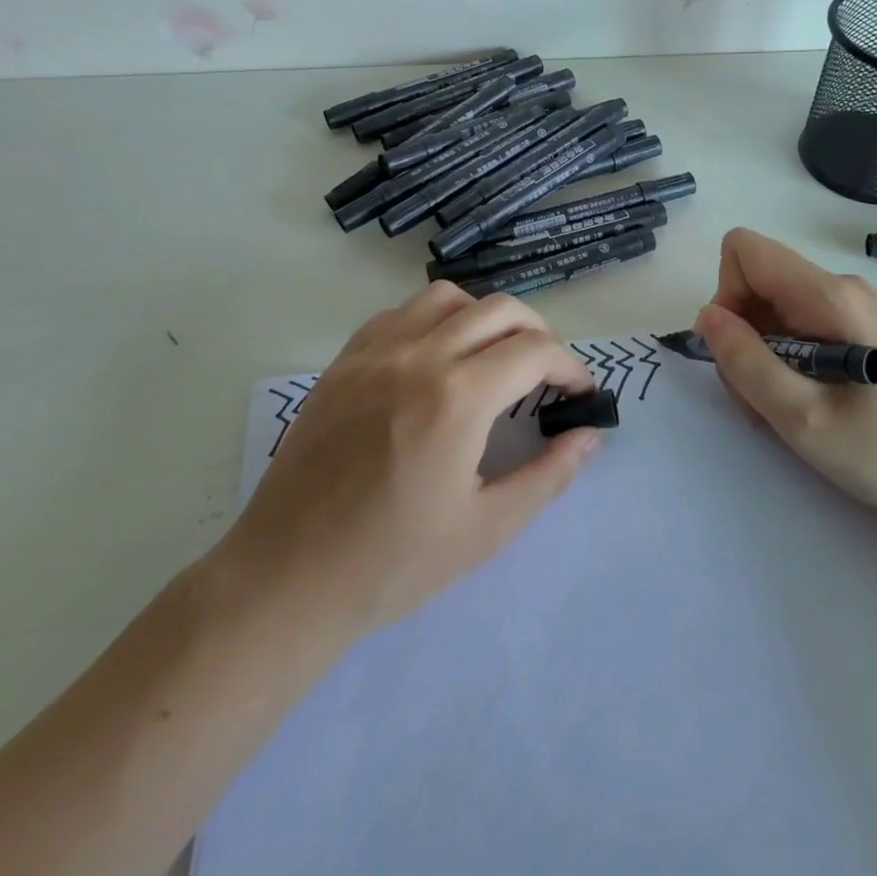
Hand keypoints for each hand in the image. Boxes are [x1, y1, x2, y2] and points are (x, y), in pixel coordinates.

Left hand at [222, 283, 601, 638]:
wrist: (287, 578)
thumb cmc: (392, 564)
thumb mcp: (486, 529)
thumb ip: (548, 475)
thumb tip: (589, 436)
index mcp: (457, 397)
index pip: (535, 351)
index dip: (570, 367)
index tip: (580, 394)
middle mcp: (418, 356)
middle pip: (500, 309)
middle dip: (539, 333)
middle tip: (547, 374)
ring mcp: (374, 352)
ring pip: (447, 297)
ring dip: (485, 317)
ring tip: (493, 357)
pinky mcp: (343, 361)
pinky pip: (399, 313)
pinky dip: (433, 320)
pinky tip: (435, 359)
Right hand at [694, 227, 876, 526]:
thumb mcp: (803, 419)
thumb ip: (746, 362)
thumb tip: (707, 316)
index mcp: (828, 296)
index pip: (744, 250)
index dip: (726, 295)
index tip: (739, 352)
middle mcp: (841, 287)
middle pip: (757, 281)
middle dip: (742, 335)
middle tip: (760, 398)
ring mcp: (856, 306)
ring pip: (776, 307)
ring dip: (762, 354)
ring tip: (786, 409)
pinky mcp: (864, 329)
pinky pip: (802, 324)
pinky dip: (787, 359)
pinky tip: (809, 403)